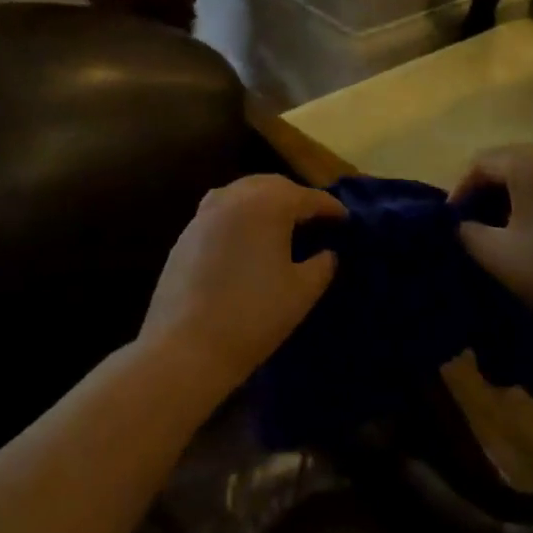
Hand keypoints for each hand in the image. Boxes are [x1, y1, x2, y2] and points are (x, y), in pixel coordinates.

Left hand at [139, 175, 345, 399]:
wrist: (185, 347)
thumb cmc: (253, 316)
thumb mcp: (302, 292)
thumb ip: (322, 265)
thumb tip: (327, 253)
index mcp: (268, 204)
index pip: (308, 197)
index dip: (331, 208)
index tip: (346, 220)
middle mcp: (235, 197)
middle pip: (273, 186)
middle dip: (297, 198)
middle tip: (315, 219)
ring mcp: (205, 213)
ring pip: (243, 193)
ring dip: (266, 202)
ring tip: (281, 225)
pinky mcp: (185, 234)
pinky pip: (221, 211)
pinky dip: (241, 216)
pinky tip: (247, 239)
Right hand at [454, 144, 532, 348]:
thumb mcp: (498, 256)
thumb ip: (466, 232)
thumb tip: (461, 222)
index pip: (481, 163)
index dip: (461, 192)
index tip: (454, 224)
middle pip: (510, 163)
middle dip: (488, 192)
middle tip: (475, 227)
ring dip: (515, 196)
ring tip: (504, 231)